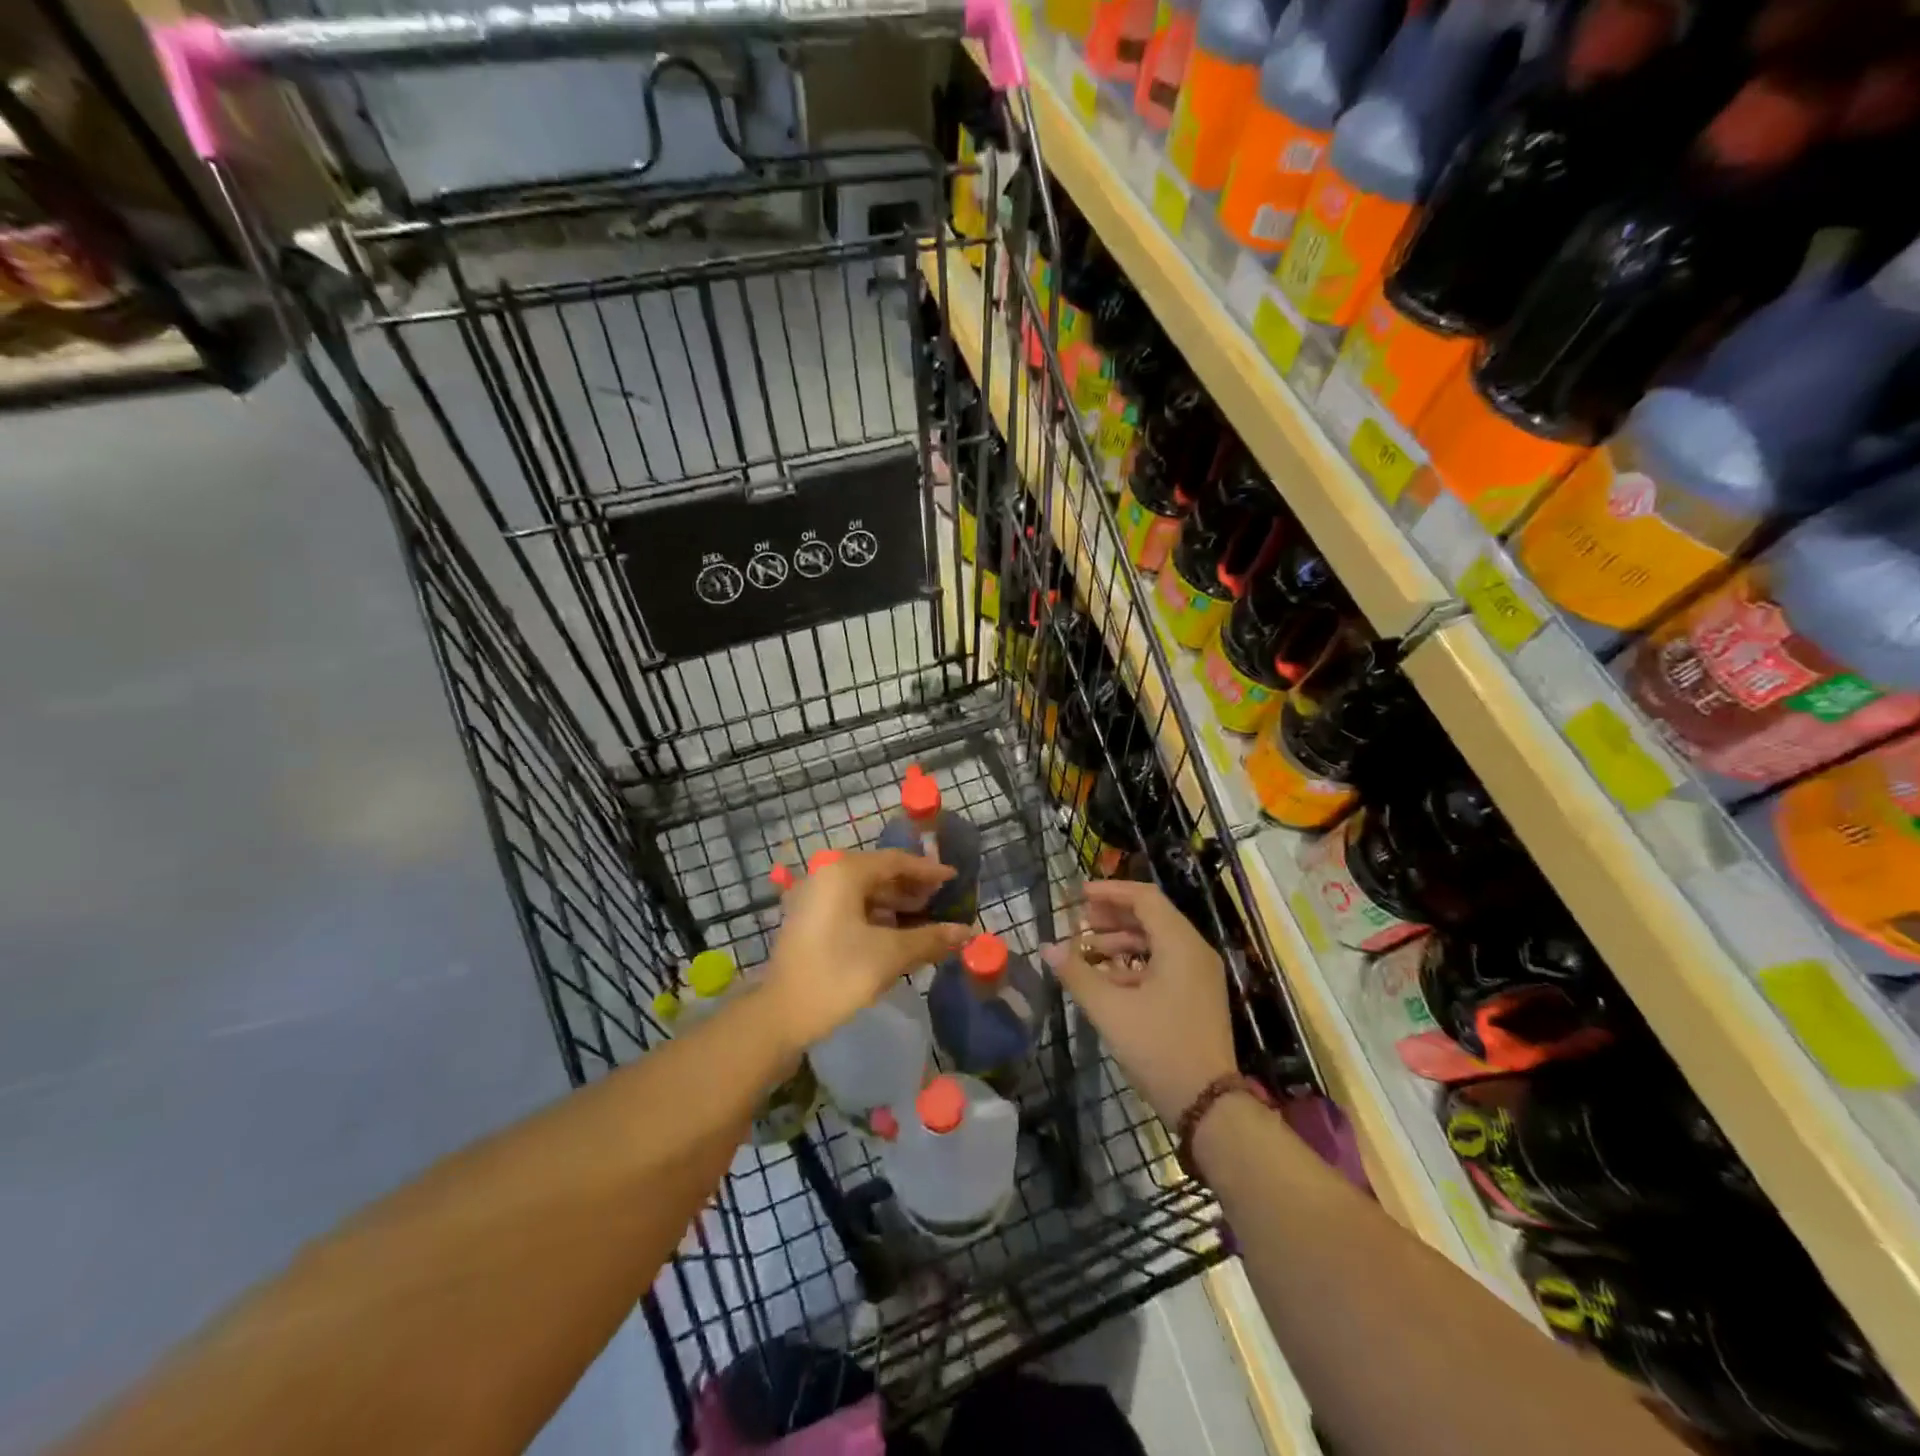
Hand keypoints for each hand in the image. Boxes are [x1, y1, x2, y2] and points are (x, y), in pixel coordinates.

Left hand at [764, 850, 971, 1051]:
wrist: (781, 1015)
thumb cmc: (839, 974)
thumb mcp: (891, 954)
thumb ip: (931, 938)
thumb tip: (967, 932)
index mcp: (843, 873)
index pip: (895, 861)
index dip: (928, 870)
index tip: (954, 879)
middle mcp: (825, 876)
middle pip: (878, 873)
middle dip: (911, 887)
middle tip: (941, 900)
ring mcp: (813, 898)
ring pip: (863, 891)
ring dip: (894, 903)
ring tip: (924, 918)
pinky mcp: (808, 921)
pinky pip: (849, 907)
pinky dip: (874, 915)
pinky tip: (895, 933)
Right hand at [1044, 879, 1237, 1123]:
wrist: (1208, 1104)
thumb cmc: (1158, 1048)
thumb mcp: (1110, 1010)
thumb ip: (1077, 973)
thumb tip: (1047, 947)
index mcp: (1180, 944)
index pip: (1145, 898)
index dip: (1110, 892)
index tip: (1079, 895)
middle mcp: (1194, 951)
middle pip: (1151, 916)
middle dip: (1112, 916)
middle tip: (1080, 921)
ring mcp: (1199, 974)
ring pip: (1157, 941)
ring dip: (1120, 940)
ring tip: (1086, 951)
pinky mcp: (1196, 995)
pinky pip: (1164, 963)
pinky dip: (1135, 962)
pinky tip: (1107, 978)